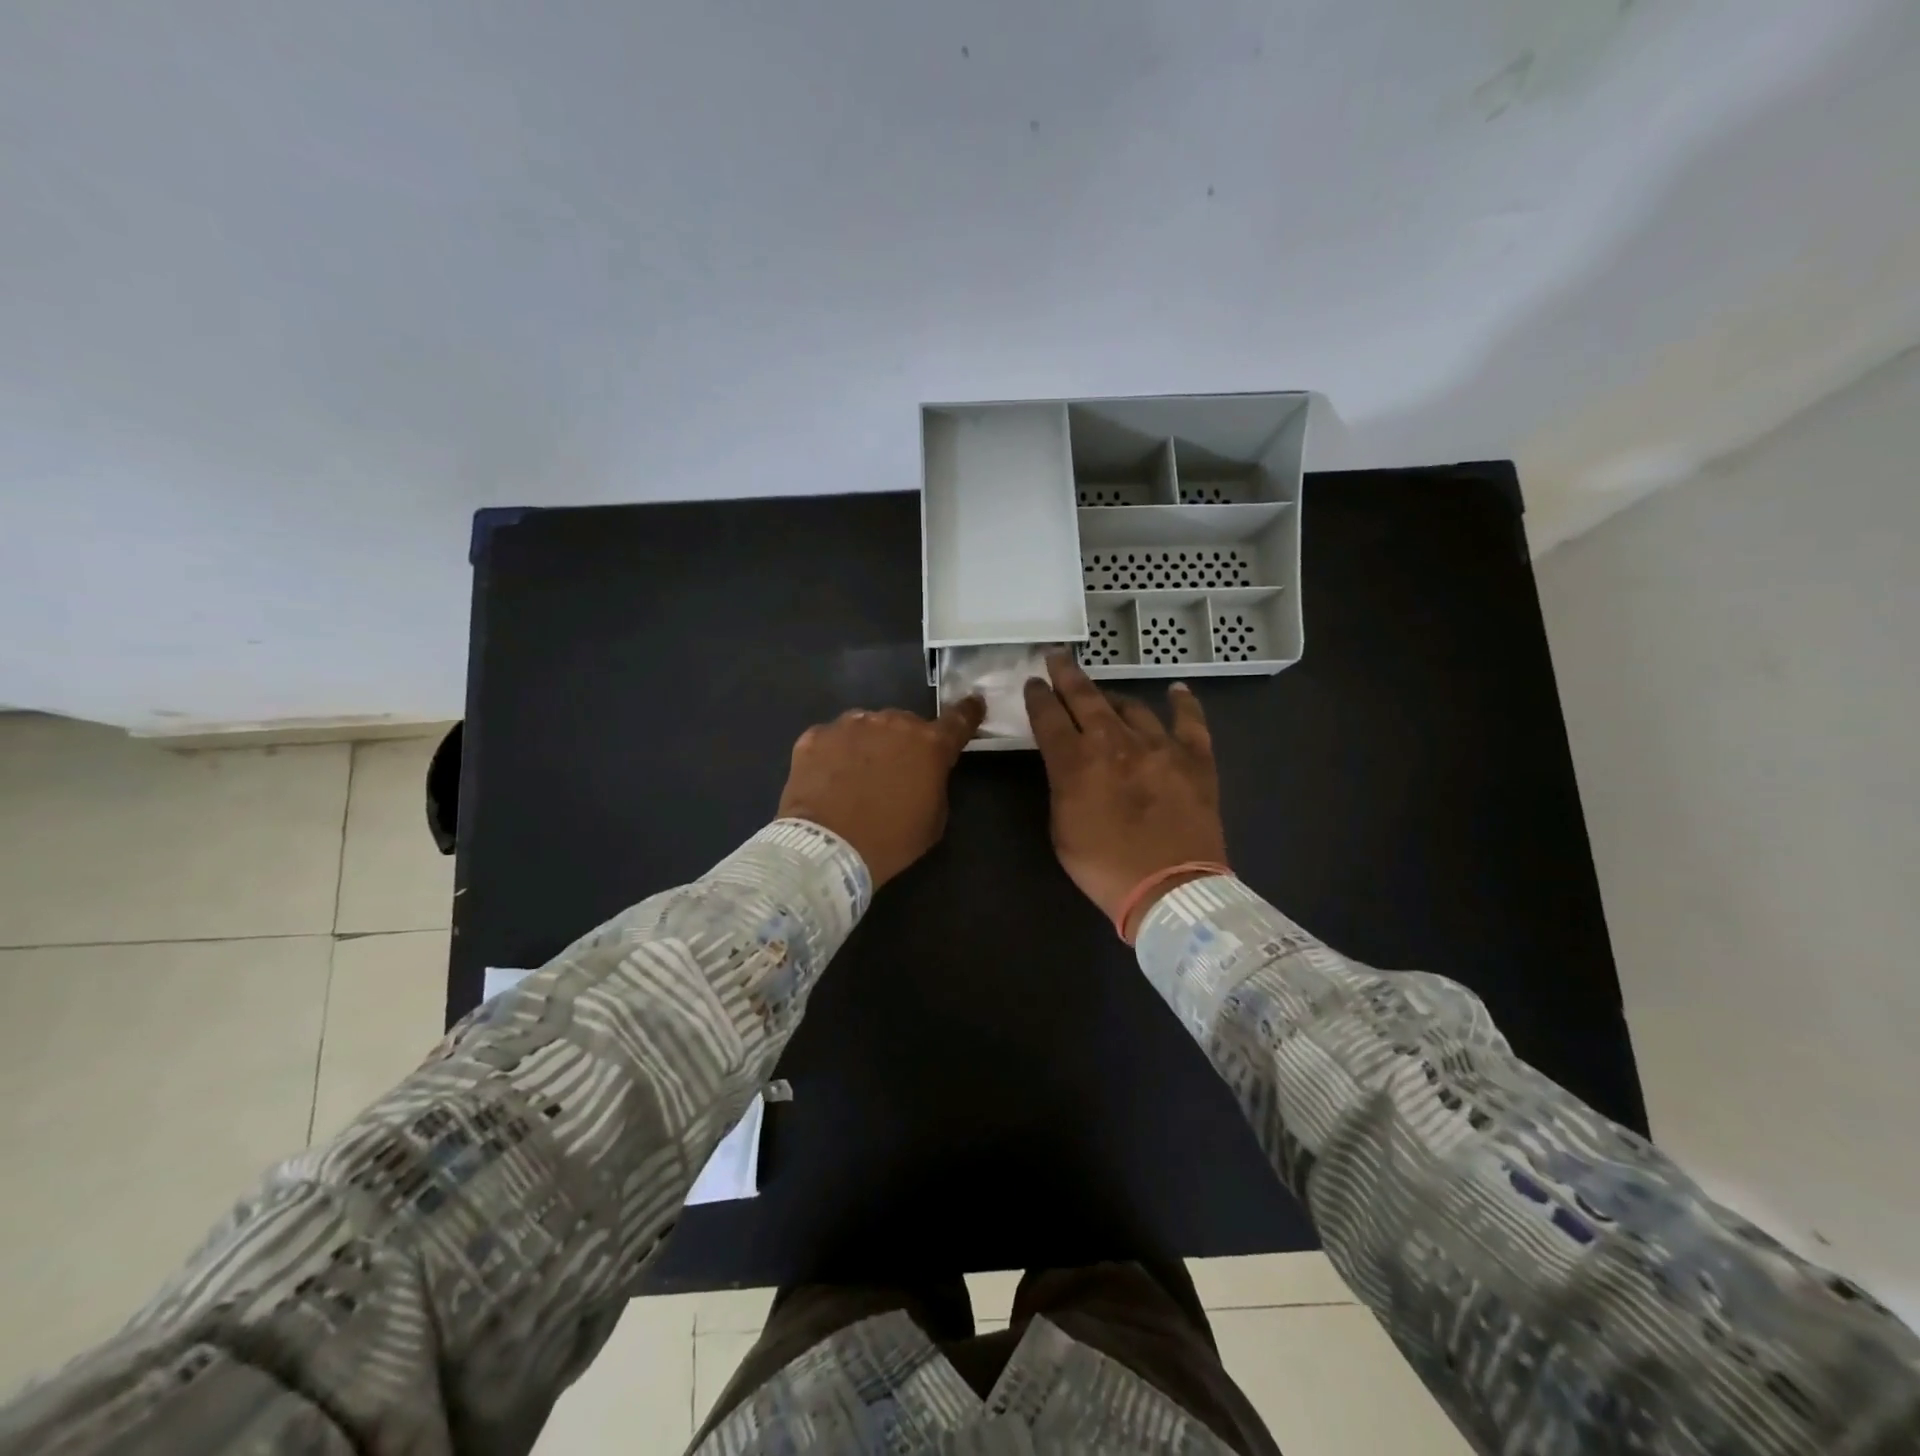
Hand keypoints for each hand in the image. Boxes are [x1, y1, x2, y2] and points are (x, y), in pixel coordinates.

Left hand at [777, 698, 984, 887]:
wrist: (827, 848)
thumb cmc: (890, 840)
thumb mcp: (933, 819)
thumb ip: (934, 783)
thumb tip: (924, 772)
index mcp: (929, 745)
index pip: (958, 720)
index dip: (967, 712)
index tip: (973, 704)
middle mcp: (892, 723)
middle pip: (905, 724)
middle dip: (904, 742)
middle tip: (893, 772)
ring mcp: (850, 725)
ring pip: (867, 727)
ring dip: (868, 744)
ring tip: (855, 777)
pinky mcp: (816, 735)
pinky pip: (832, 739)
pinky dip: (834, 754)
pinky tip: (827, 780)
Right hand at [1024, 653, 1226, 937]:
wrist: (1170, 890)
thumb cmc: (1104, 867)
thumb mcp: (1062, 828)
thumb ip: (1062, 786)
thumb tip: (1067, 763)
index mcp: (1077, 762)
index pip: (1049, 717)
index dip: (1038, 696)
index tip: (1033, 682)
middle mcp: (1115, 743)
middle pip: (1086, 698)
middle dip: (1067, 675)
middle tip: (1057, 656)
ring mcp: (1159, 746)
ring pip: (1132, 707)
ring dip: (1114, 698)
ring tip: (1107, 696)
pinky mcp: (1195, 759)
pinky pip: (1190, 722)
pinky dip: (1183, 705)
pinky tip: (1177, 691)